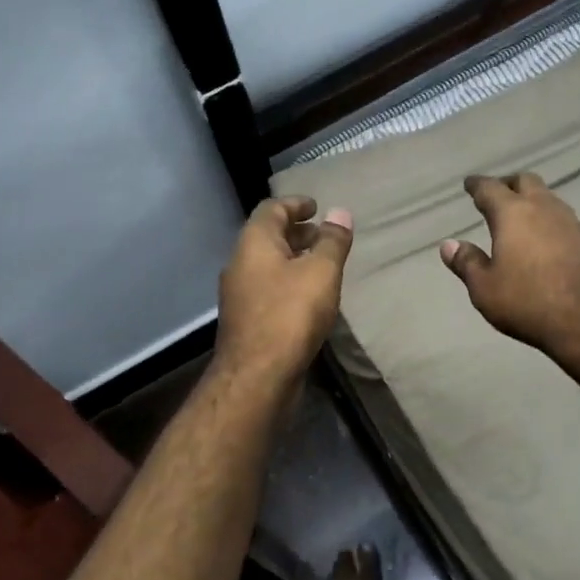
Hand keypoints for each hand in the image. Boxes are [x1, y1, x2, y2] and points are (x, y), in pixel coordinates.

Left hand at [215, 196, 353, 388]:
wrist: (257, 376)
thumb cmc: (290, 315)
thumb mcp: (321, 272)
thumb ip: (332, 241)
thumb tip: (339, 213)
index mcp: (254, 243)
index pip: (271, 209)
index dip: (295, 204)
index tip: (316, 206)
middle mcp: (240, 263)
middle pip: (267, 237)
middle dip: (296, 232)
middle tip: (323, 235)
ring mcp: (240, 294)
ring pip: (268, 265)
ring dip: (293, 259)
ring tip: (322, 265)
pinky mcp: (246, 320)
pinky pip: (269, 289)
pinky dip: (288, 282)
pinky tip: (309, 298)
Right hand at [440, 173, 579, 360]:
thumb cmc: (528, 303)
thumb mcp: (485, 289)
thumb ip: (467, 263)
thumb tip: (449, 244)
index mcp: (513, 214)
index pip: (490, 188)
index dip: (477, 185)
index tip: (469, 184)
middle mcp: (545, 209)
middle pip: (526, 181)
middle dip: (509, 184)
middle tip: (497, 194)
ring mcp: (573, 223)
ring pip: (549, 199)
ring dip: (534, 202)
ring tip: (522, 218)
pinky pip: (566, 222)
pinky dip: (551, 224)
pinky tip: (548, 242)